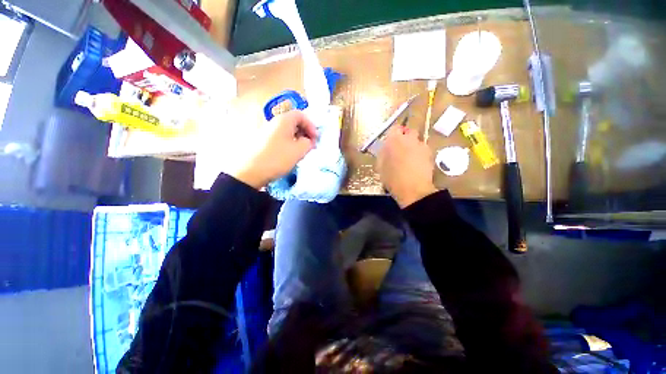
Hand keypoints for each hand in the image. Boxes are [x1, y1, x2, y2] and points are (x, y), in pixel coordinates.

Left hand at [232, 111, 316, 188]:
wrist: (250, 171)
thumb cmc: (277, 158)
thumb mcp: (298, 151)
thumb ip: (308, 143)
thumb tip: (308, 141)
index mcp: (283, 120)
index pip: (301, 115)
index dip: (311, 125)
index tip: (315, 138)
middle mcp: (274, 122)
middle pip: (293, 122)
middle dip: (305, 132)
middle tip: (310, 145)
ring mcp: (267, 131)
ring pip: (287, 131)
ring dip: (297, 139)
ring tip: (301, 151)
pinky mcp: (263, 141)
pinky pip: (280, 138)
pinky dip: (289, 143)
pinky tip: (290, 154)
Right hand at [377, 125, 436, 207]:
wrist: (413, 189)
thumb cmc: (392, 178)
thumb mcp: (380, 166)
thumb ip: (382, 153)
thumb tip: (385, 148)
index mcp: (394, 140)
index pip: (395, 127)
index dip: (393, 134)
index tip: (391, 141)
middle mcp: (409, 139)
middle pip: (408, 131)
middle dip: (405, 138)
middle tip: (400, 149)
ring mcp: (421, 145)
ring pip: (416, 141)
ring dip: (412, 146)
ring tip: (409, 159)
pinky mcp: (430, 154)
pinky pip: (423, 150)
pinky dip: (419, 154)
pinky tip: (416, 164)